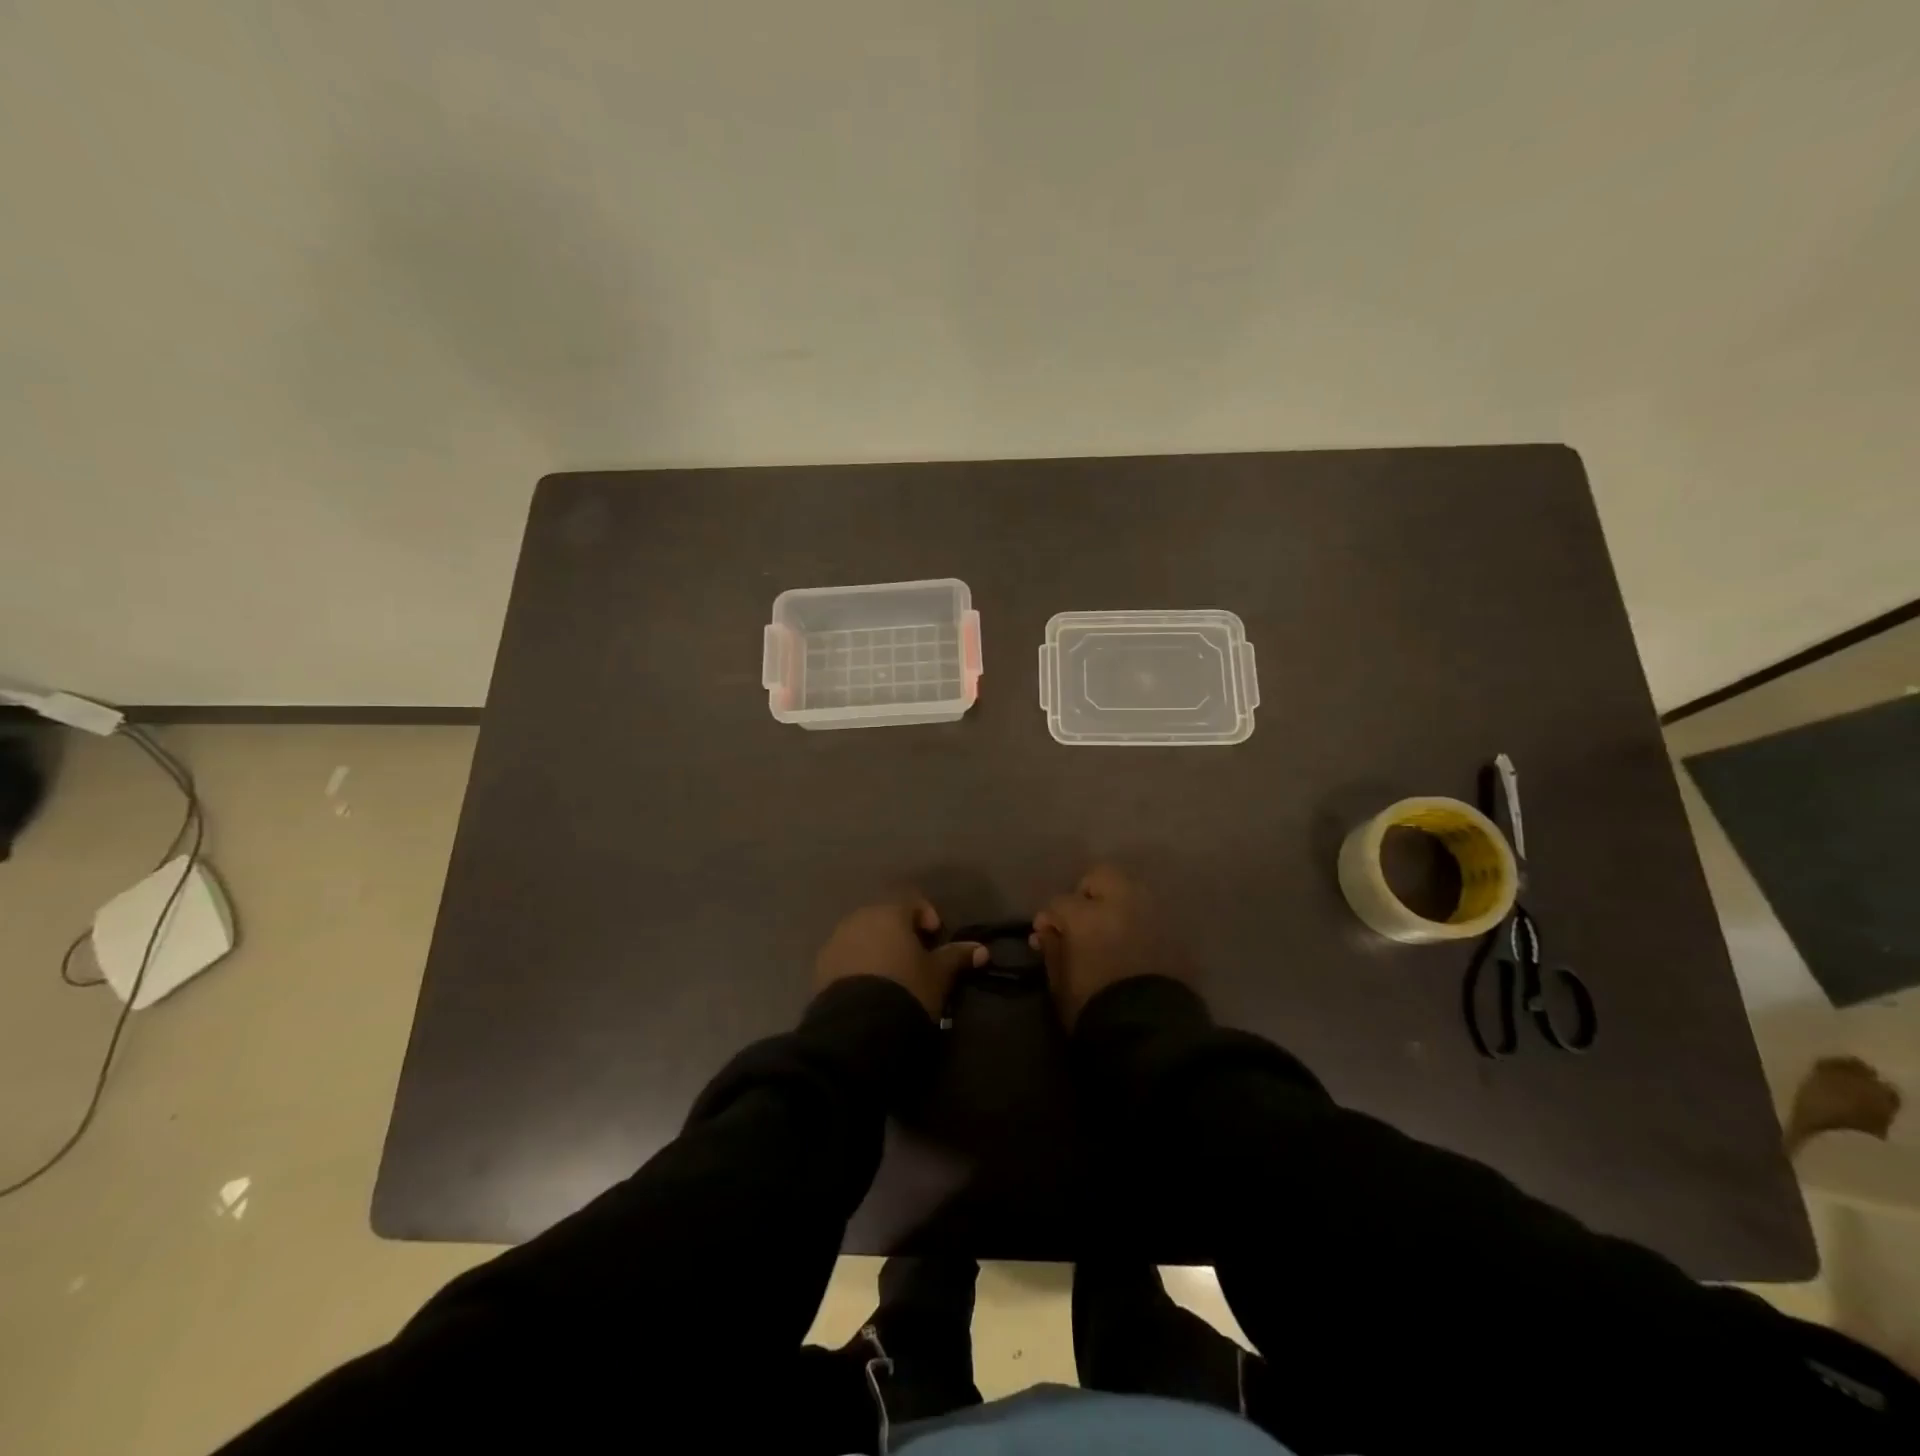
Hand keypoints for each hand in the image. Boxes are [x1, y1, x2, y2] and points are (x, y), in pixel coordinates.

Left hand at [814, 893, 986, 1017]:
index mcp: (889, 913)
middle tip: (914, 959)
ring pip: (862, 936)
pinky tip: (868, 988)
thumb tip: (982, 949)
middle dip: (899, 933)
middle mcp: (859, 918)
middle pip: (884, 917)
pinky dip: (857, 965)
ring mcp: (836, 941)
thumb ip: (957, 957)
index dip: (927, 917)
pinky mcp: (820, 967)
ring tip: (890, 976)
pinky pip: (845, 957)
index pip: (912, 901)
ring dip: (877, 948)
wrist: (858, 1026)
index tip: (935, 939)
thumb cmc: (906, 988)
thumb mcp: (938, 975)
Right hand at [1032, 865, 1184, 1027]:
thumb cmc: (1094, 1009)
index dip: (1050, 918)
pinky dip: (1140, 921)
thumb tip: (1045, 932)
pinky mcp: (1176, 932)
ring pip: (1131, 889)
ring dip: (1117, 903)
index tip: (1046, 935)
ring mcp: (1153, 914)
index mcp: (1087, 916)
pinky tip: (1133, 943)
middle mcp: (1122, 903)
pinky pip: (1152, 914)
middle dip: (1088, 893)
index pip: (1061, 902)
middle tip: (1082, 920)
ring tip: (1110, 929)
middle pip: (1101, 876)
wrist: (1150, 1033)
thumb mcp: (1061, 985)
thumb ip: (1052, 951)